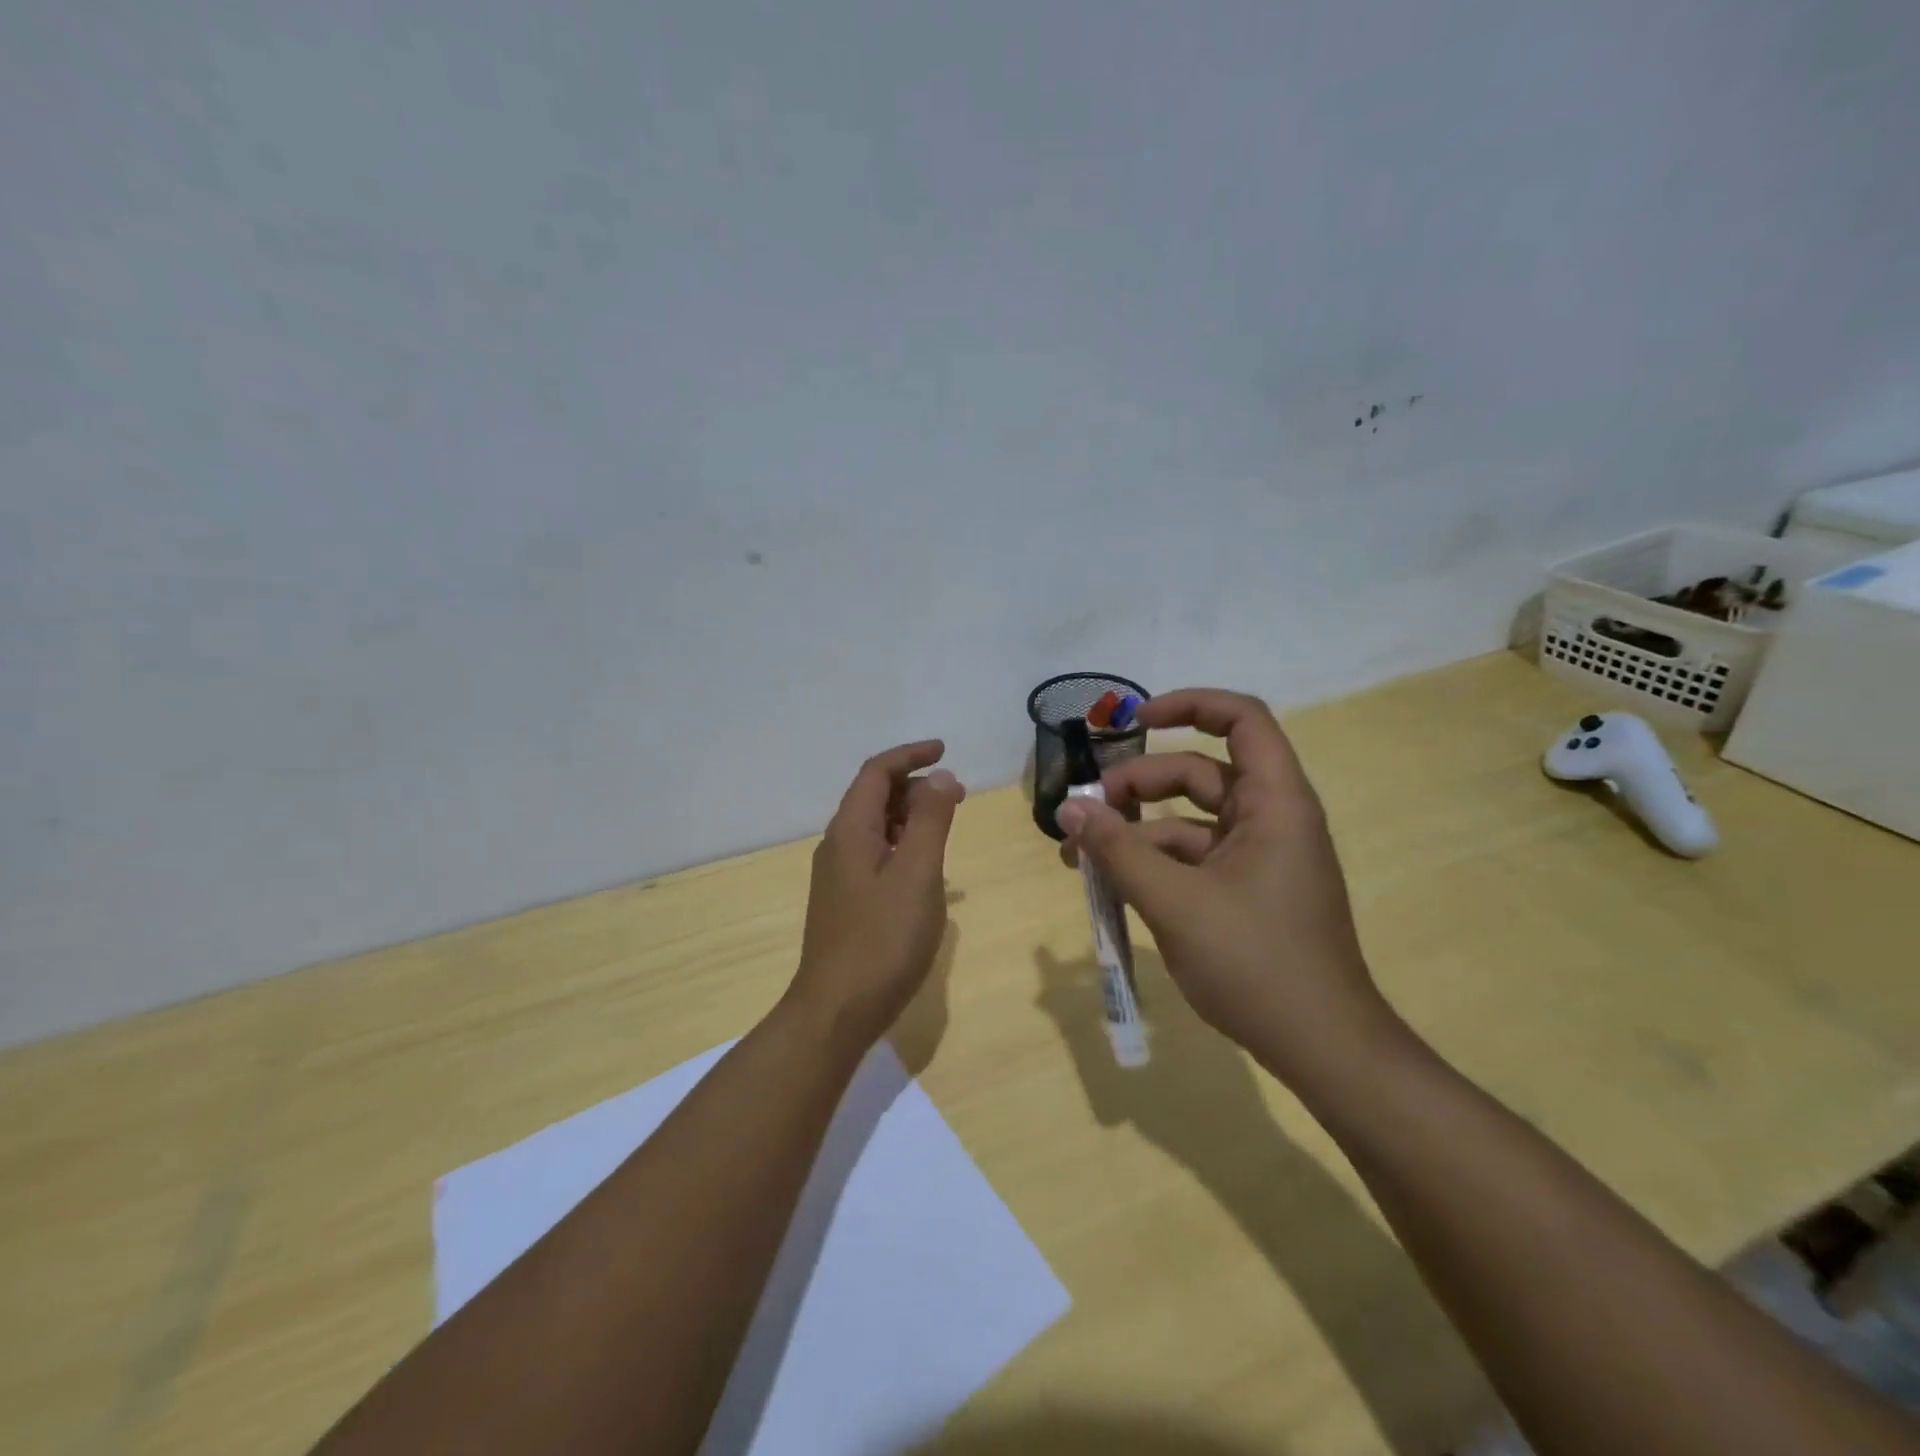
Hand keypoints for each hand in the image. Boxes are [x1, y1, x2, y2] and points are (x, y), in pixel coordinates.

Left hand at [789, 740, 964, 1051]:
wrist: (837, 1011)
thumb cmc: (882, 939)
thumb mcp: (917, 874)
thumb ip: (932, 821)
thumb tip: (941, 777)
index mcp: (850, 831)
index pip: (876, 773)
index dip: (910, 755)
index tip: (945, 751)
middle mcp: (838, 846)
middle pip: (874, 797)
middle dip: (915, 786)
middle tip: (957, 794)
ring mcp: (839, 877)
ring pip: (876, 828)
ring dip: (911, 816)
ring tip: (947, 824)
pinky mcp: (846, 903)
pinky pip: (877, 855)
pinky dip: (904, 846)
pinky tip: (927, 869)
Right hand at [1056, 688, 1390, 1082]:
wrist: (1321, 1047)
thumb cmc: (1256, 962)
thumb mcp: (1174, 902)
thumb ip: (1117, 850)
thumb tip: (1068, 807)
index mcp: (1274, 803)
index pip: (1241, 719)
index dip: (1189, 705)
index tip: (1134, 720)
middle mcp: (1270, 818)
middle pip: (1198, 771)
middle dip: (1138, 785)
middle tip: (1087, 812)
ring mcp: (1257, 856)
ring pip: (1188, 820)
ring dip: (1135, 831)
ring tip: (1080, 857)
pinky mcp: (1245, 889)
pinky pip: (1192, 858)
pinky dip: (1152, 864)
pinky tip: (1111, 886)